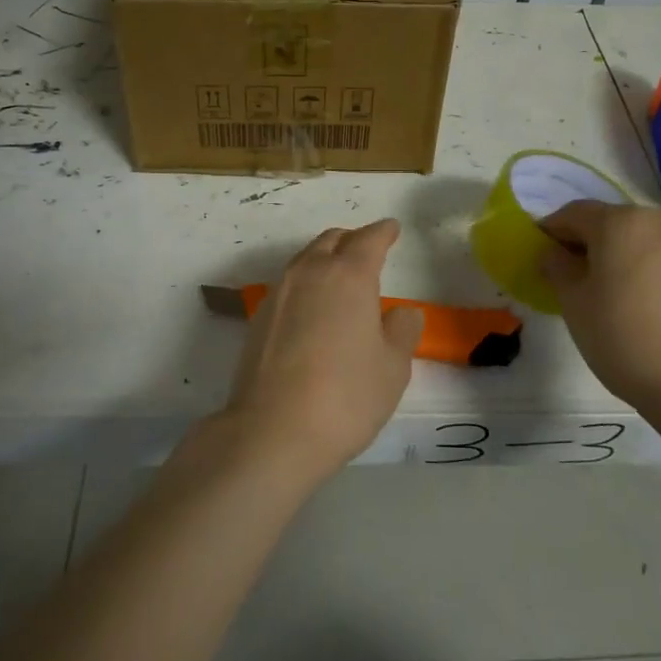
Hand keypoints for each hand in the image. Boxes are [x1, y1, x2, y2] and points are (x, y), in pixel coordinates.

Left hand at [221, 219, 424, 481]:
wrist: (272, 431)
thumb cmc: (346, 396)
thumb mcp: (392, 367)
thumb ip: (402, 331)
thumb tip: (402, 312)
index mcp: (349, 275)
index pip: (369, 239)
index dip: (383, 232)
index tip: (392, 229)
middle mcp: (309, 273)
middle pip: (331, 240)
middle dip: (351, 240)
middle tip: (367, 250)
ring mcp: (278, 294)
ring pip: (305, 260)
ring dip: (324, 259)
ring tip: (340, 278)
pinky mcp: (258, 318)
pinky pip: (288, 286)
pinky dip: (306, 285)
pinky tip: (313, 309)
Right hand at [539, 201, 660, 413]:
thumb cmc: (622, 339)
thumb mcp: (573, 304)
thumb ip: (557, 267)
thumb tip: (555, 252)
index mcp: (617, 222)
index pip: (574, 214)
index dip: (553, 230)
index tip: (544, 252)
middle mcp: (658, 217)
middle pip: (614, 220)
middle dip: (593, 240)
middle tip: (581, 273)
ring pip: (651, 230)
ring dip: (633, 245)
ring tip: (628, 280)